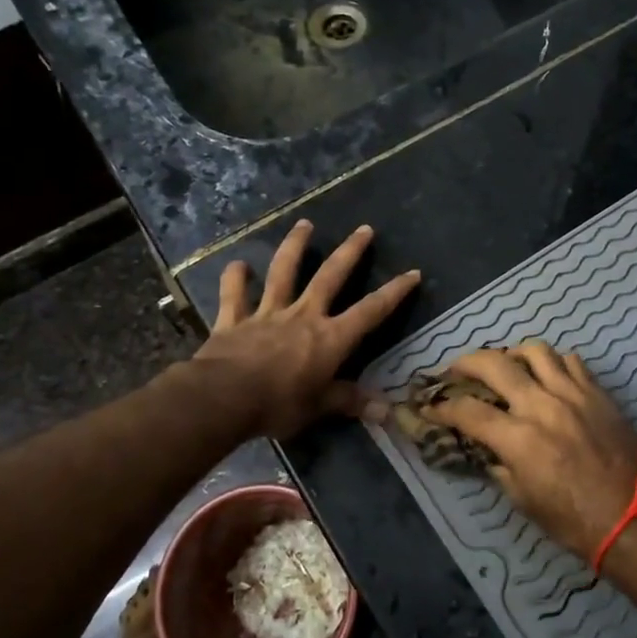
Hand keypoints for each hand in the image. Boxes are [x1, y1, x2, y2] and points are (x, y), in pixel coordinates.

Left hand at [192, 220, 420, 439]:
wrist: (224, 397)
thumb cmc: (278, 404)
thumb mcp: (318, 407)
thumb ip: (349, 402)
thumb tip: (387, 412)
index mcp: (329, 338)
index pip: (370, 311)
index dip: (393, 293)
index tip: (412, 272)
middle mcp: (303, 316)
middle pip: (330, 277)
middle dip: (350, 252)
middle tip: (364, 229)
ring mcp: (267, 313)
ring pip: (283, 272)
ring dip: (294, 246)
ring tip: (304, 224)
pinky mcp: (234, 319)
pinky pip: (234, 295)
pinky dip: (234, 278)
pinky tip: (237, 264)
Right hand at [421, 344, 636, 560]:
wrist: (633, 519)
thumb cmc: (572, 520)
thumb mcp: (522, 499)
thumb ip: (498, 464)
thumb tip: (485, 445)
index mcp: (519, 439)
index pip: (467, 411)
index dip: (442, 407)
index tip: (429, 406)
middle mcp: (542, 406)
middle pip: (494, 364)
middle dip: (466, 363)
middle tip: (456, 370)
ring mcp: (573, 393)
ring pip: (535, 350)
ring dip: (512, 353)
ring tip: (506, 365)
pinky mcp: (597, 392)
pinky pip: (570, 361)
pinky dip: (552, 363)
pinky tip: (547, 376)